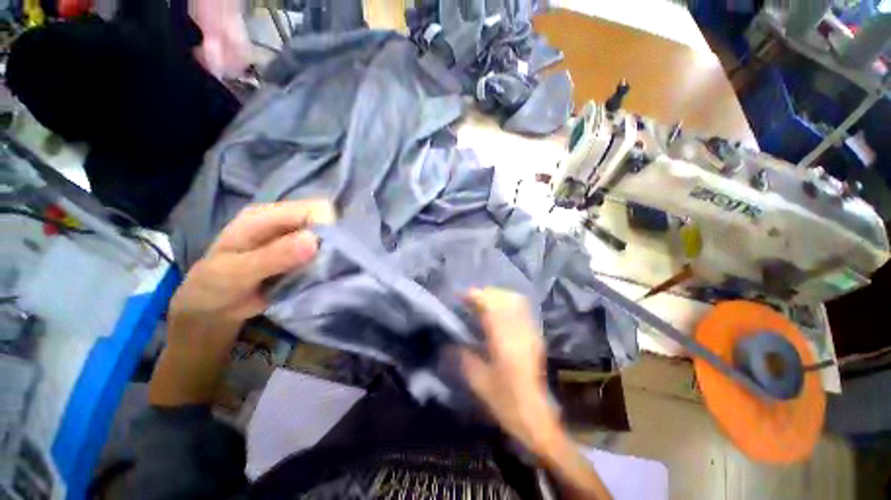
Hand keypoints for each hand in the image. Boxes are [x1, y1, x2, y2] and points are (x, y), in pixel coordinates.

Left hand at [150, 200, 334, 405]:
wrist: (212, 310)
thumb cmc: (214, 287)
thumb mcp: (236, 273)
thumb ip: (273, 256)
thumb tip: (314, 241)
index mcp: (267, 216)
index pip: (315, 209)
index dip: (326, 227)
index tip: (322, 254)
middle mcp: (286, 223)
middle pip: (327, 223)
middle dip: (332, 244)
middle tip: (322, 268)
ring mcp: (296, 241)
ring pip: (330, 241)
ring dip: (331, 258)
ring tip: (319, 276)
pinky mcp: (303, 257)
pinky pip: (325, 256)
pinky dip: (327, 266)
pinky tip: (319, 278)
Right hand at [459, 289, 562, 453]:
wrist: (535, 415)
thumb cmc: (505, 400)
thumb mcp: (477, 380)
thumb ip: (462, 356)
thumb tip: (449, 341)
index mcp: (503, 340)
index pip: (489, 306)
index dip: (474, 296)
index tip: (459, 295)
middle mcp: (518, 330)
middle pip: (503, 298)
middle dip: (484, 293)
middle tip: (469, 299)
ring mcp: (529, 331)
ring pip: (514, 300)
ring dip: (497, 296)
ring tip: (482, 302)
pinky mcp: (534, 335)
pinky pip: (521, 309)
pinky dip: (507, 303)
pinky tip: (498, 311)